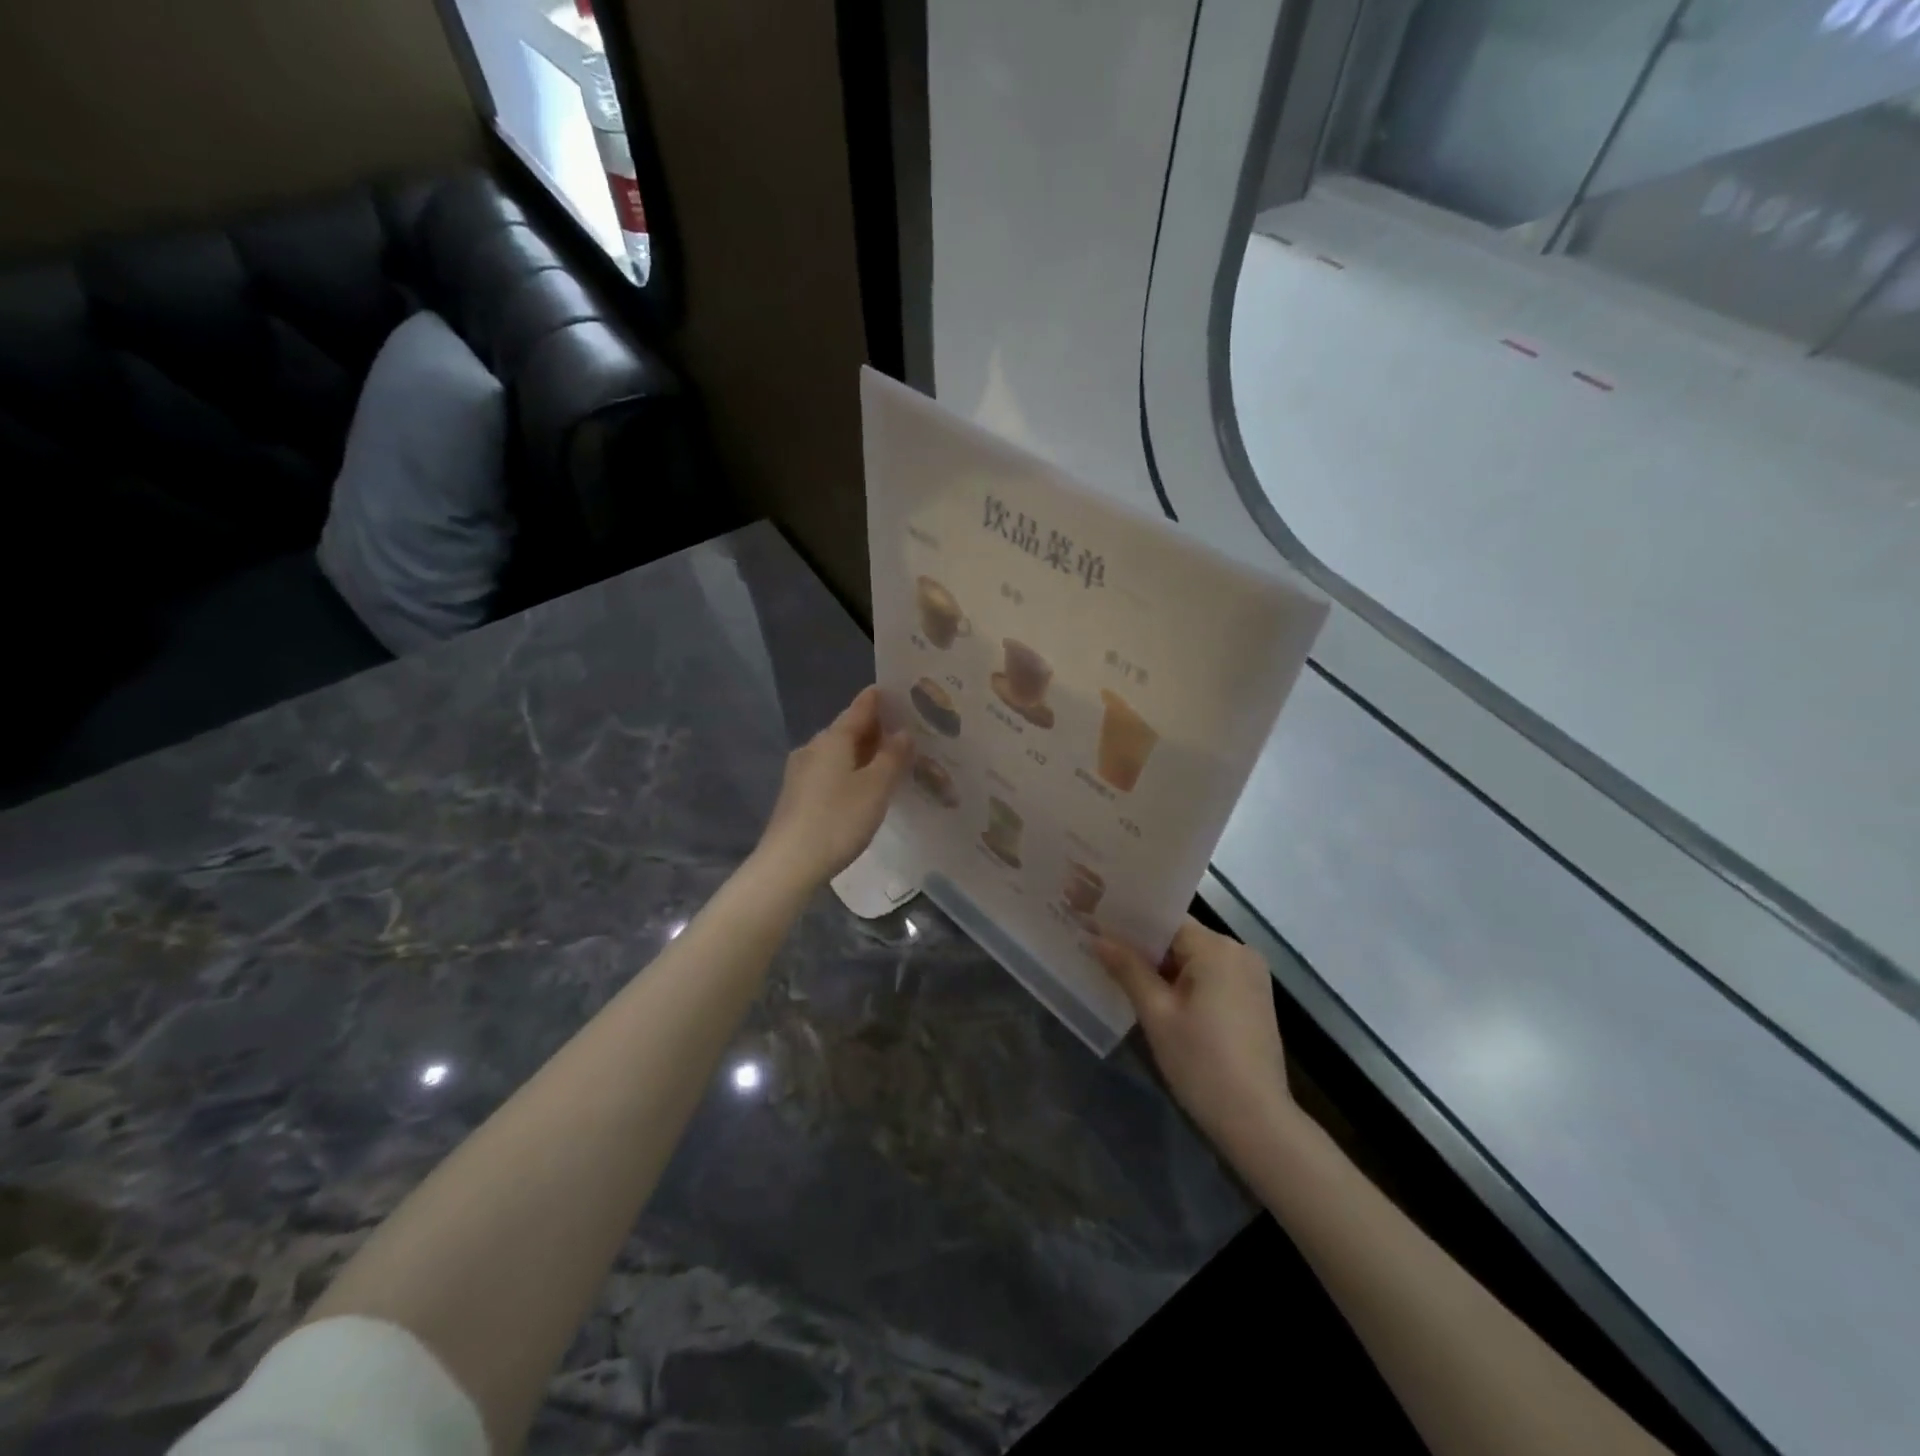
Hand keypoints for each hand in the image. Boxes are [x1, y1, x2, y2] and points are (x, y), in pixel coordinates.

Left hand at [754, 686, 913, 889]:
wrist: (788, 864)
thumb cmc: (837, 820)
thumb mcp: (876, 787)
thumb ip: (892, 757)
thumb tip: (902, 733)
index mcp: (833, 738)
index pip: (860, 707)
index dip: (881, 699)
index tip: (901, 693)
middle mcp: (813, 747)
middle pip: (849, 730)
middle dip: (876, 730)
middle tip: (908, 733)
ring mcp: (801, 772)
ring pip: (839, 753)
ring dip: (865, 753)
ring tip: (892, 761)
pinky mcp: (797, 795)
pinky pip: (831, 772)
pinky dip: (851, 772)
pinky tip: (865, 787)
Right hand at [1093, 918, 1295, 1150]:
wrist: (1257, 1121)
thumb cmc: (1201, 1062)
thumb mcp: (1156, 1013)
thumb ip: (1127, 968)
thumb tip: (1096, 936)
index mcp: (1216, 947)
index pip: (1165, 920)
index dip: (1130, 925)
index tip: (1097, 930)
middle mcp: (1239, 951)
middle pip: (1181, 937)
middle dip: (1145, 948)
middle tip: (1104, 955)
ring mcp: (1252, 975)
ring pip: (1195, 957)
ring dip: (1165, 967)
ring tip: (1125, 977)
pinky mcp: (1255, 998)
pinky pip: (1212, 975)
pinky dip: (1187, 982)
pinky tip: (1161, 1000)